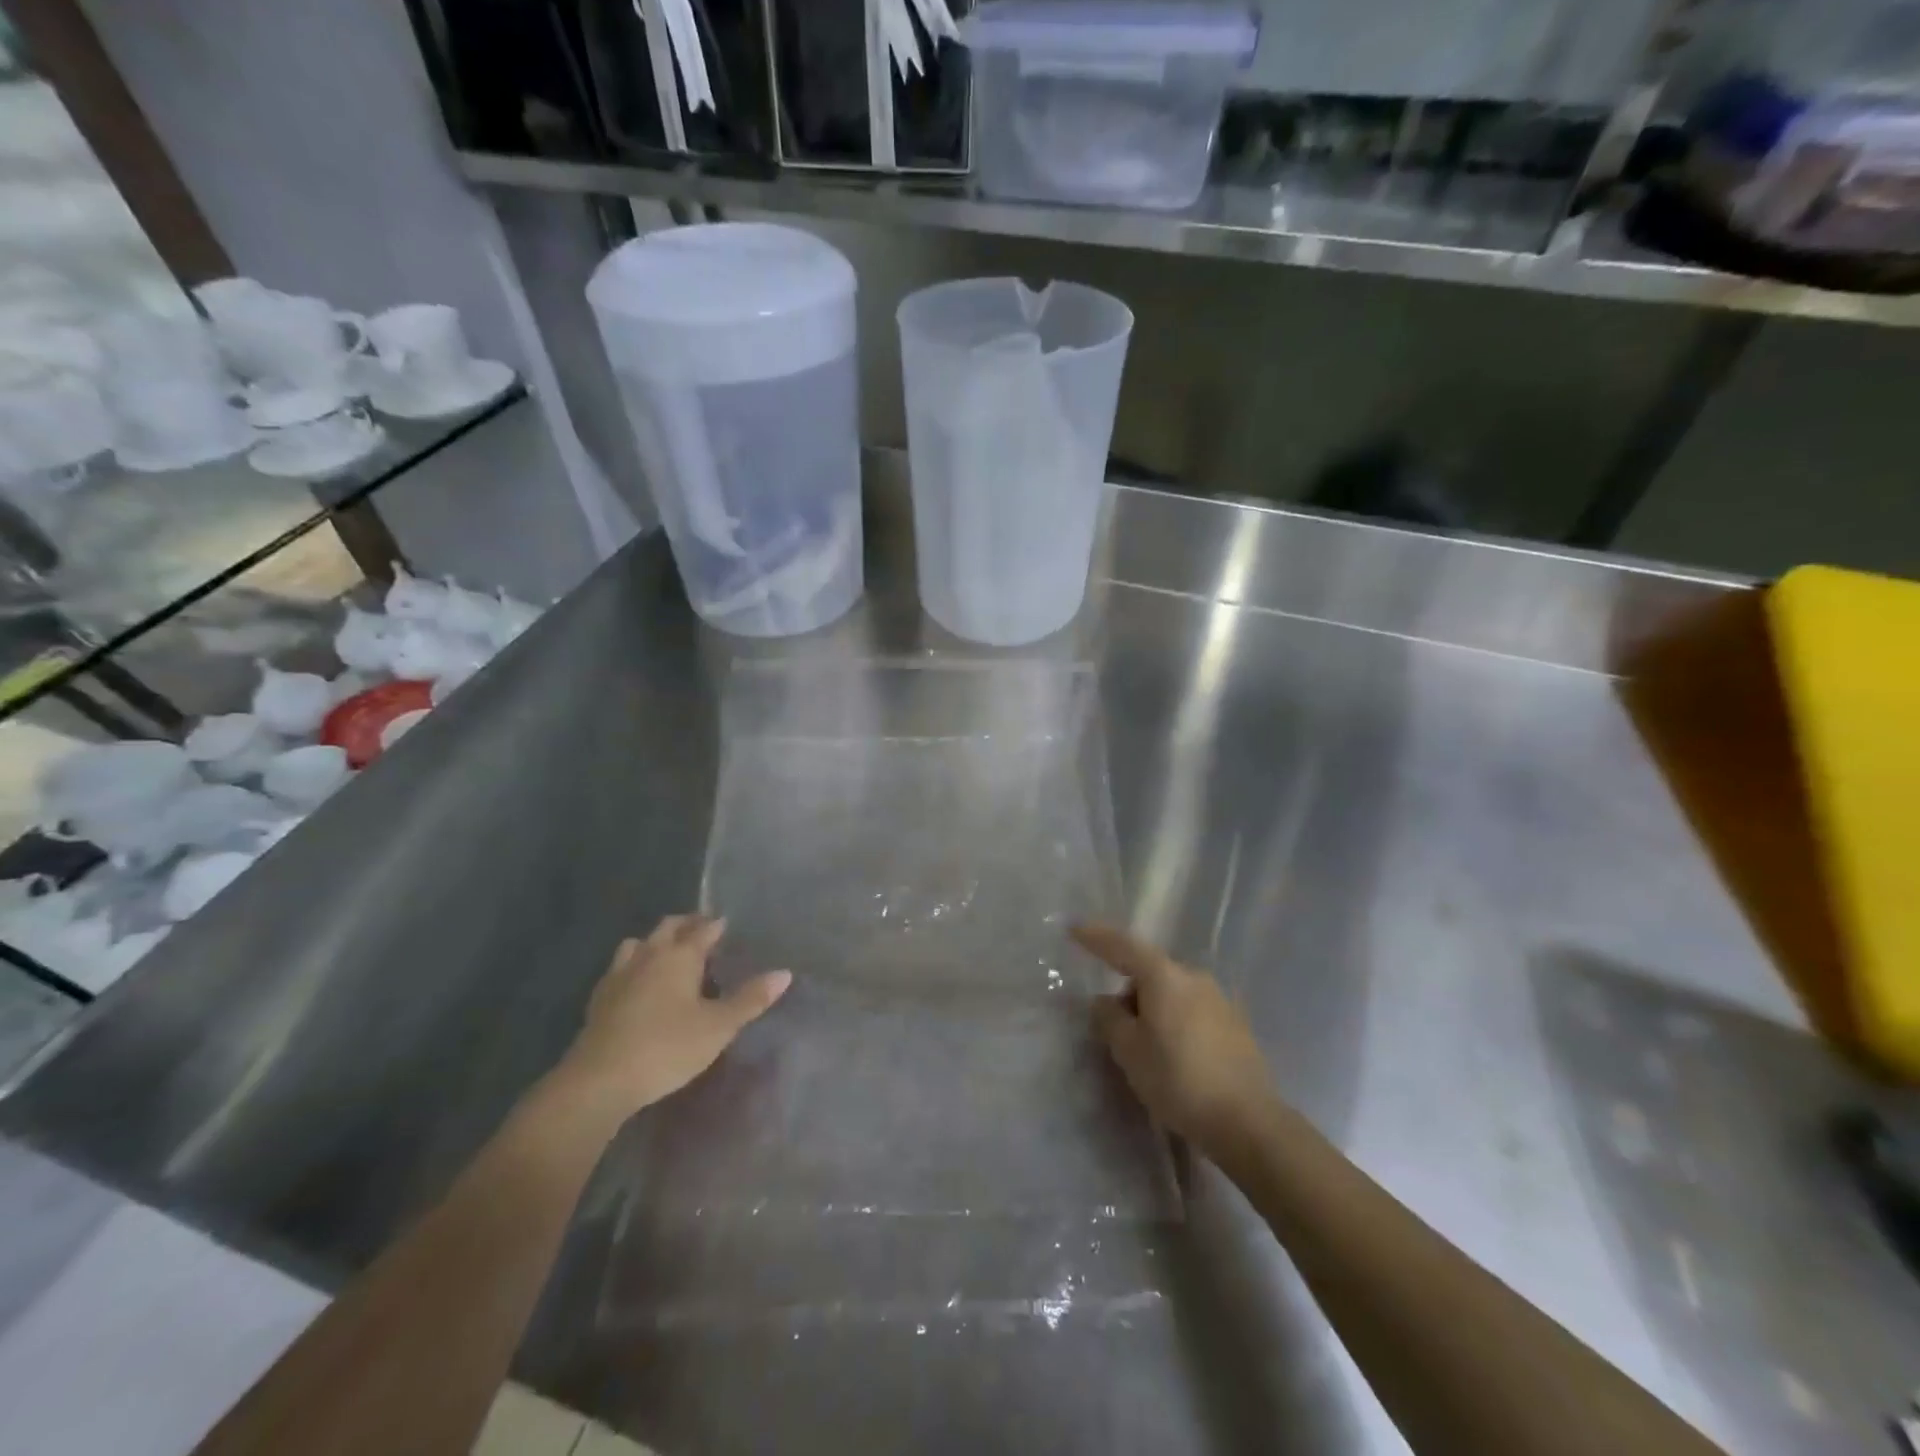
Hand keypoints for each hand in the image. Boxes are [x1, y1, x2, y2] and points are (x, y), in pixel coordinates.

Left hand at [551, 915, 789, 1119]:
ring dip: (656, 941)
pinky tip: (638, 983)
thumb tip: (784, 973)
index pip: (704, 929)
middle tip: (703, 930)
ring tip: (669, 952)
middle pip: (669, 926)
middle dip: (687, 924)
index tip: (728, 924)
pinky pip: (620, 967)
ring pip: (639, 943)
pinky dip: (635, 965)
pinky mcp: (599, 997)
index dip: (717, 925)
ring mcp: (620, 974)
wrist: (599, 1080)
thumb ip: (751, 999)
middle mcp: (649, 955)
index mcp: (680, 955)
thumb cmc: (667, 1047)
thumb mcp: (718, 1027)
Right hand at [1075, 922, 1277, 1156]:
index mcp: (1165, 976)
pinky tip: (1176, 1057)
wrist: (1247, 1122)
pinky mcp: (1236, 1024)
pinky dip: (1176, 1023)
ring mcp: (1220, 999)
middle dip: (1129, 992)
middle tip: (1115, 1029)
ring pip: (1172, 992)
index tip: (1073, 929)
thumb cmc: (1178, 1080)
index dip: (1096, 937)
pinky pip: (1192, 1011)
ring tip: (1147, 1050)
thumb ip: (1110, 1019)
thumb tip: (1105, 1002)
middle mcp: (1194, 977)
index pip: (1123, 946)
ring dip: (1154, 1009)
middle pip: (1150, 972)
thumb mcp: (1129, 1051)